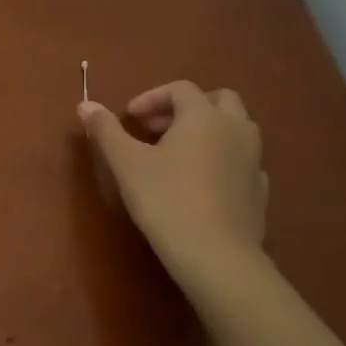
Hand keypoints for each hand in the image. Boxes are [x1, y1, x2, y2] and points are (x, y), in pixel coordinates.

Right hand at [78, 81, 267, 285]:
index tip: (129, 118)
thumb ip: (106, 130)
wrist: (216, 255)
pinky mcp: (259, 190)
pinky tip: (200, 181)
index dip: (151, 98)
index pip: (180, 89)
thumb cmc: (166, 200)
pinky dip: (221, 158)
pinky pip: (241, 160)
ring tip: (177, 153)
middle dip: (186, 107)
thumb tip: (86, 104)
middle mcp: (236, 130)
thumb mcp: (126, 163)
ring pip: (236, 128)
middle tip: (157, 128)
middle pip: (218, 99)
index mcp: (204, 117)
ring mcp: (253, 160)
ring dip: (207, 129)